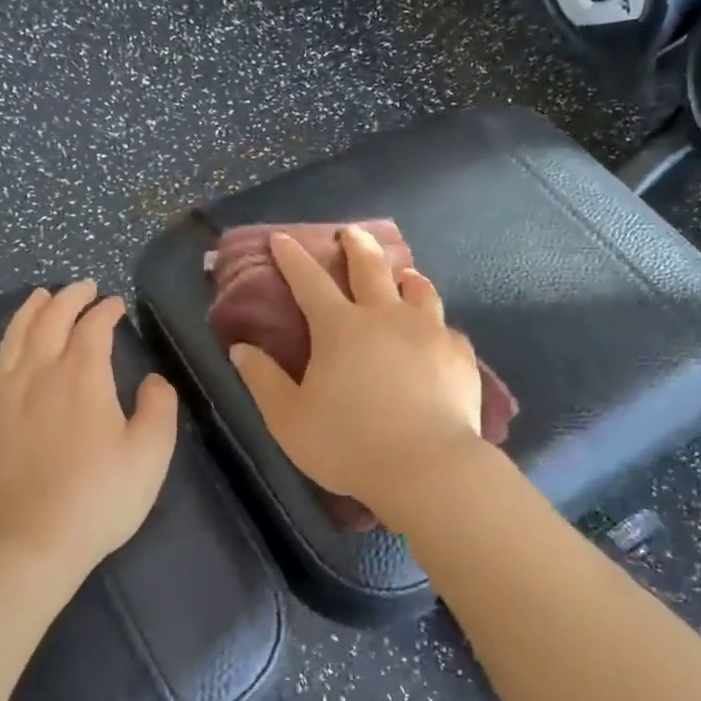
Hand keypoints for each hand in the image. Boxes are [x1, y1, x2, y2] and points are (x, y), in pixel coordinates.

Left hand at [0, 283, 178, 587]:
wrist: (31, 544)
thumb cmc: (100, 498)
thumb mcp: (151, 453)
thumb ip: (159, 406)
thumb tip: (153, 380)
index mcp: (82, 377)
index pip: (94, 328)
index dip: (106, 311)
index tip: (117, 304)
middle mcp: (37, 374)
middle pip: (50, 321)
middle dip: (68, 298)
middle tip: (82, 287)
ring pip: (12, 340)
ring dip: (28, 313)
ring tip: (39, 297)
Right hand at [230, 227, 486, 531]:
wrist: (427, 467)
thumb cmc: (348, 445)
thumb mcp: (289, 419)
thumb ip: (263, 380)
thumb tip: (241, 348)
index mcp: (340, 328)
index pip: (309, 281)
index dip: (292, 257)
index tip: (282, 238)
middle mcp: (386, 316)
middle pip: (371, 268)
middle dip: (357, 246)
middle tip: (352, 233)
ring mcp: (428, 331)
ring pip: (418, 289)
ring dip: (405, 276)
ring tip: (404, 275)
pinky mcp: (459, 354)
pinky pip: (445, 326)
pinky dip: (434, 322)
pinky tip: (436, 332)